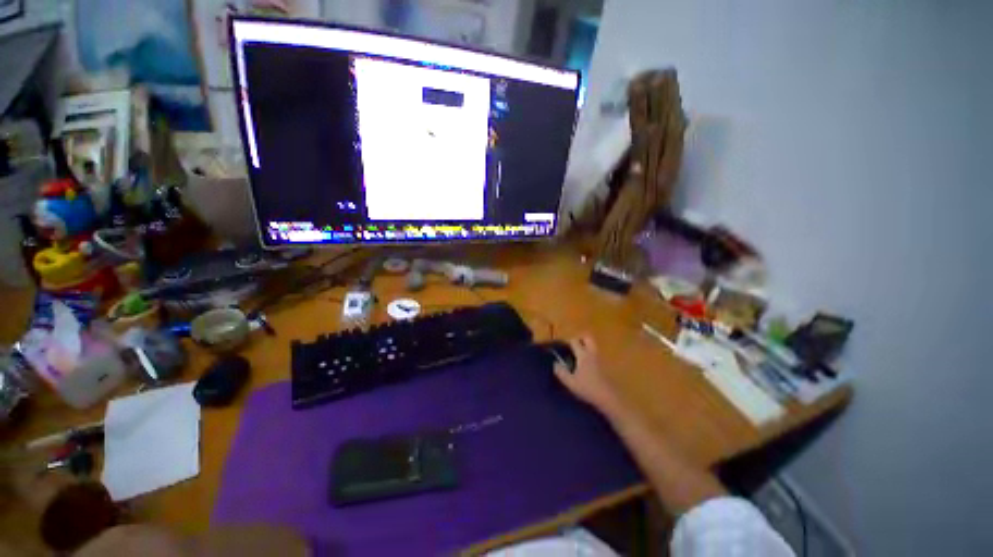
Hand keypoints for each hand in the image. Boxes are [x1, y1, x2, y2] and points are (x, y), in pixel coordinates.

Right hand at [553, 335, 620, 414]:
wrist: (609, 399)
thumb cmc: (588, 389)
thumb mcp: (570, 382)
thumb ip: (561, 372)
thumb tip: (555, 363)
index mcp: (583, 355)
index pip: (574, 341)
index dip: (568, 342)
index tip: (563, 348)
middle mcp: (592, 353)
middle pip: (587, 338)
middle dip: (580, 339)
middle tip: (573, 347)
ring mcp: (600, 359)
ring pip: (593, 346)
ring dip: (586, 347)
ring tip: (578, 357)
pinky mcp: (605, 366)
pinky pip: (596, 355)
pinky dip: (591, 356)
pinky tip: (586, 367)